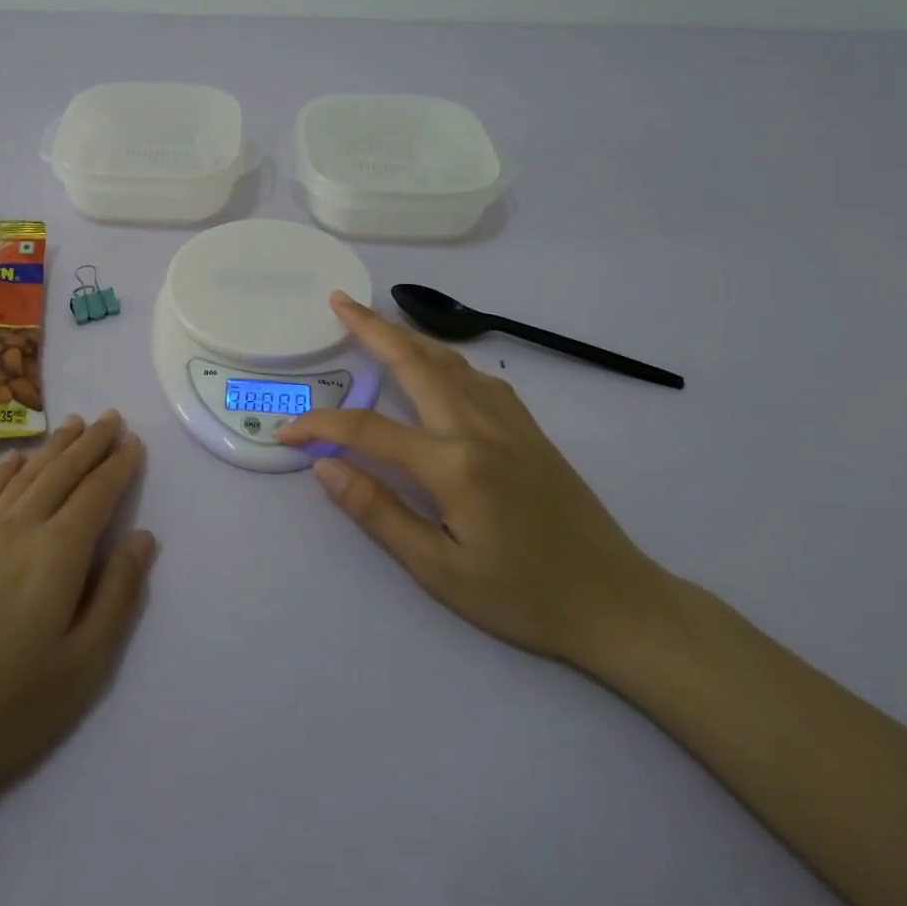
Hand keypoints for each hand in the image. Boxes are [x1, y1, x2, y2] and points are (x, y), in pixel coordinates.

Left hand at [0, 412, 154, 827]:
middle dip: (91, 443)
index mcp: (57, 554)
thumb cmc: (5, 711)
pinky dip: (5, 470)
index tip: (134, 441)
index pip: (96, 494)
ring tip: (75, 424)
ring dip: (54, 447)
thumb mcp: (82, 667)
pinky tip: (14, 459)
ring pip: (25, 476)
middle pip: (61, 472)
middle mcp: (19, 529)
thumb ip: (117, 595)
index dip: (118, 465)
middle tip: (111, 417)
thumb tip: (143, 538)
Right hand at [277, 294, 659, 663]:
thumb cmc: (523, 597)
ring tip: (376, 321)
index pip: (368, 430)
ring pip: (449, 363)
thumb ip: (378, 513)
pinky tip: (438, 366)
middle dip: (372, 328)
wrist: (618, 604)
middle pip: (415, 363)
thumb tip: (325, 466)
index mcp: (454, 465)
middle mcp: (480, 428)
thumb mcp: (440, 571)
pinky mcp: (531, 429)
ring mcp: (510, 423)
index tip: (288, 432)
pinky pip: (480, 378)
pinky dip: (447, 360)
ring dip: (408, 336)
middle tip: (339, 301)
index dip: (322, 426)